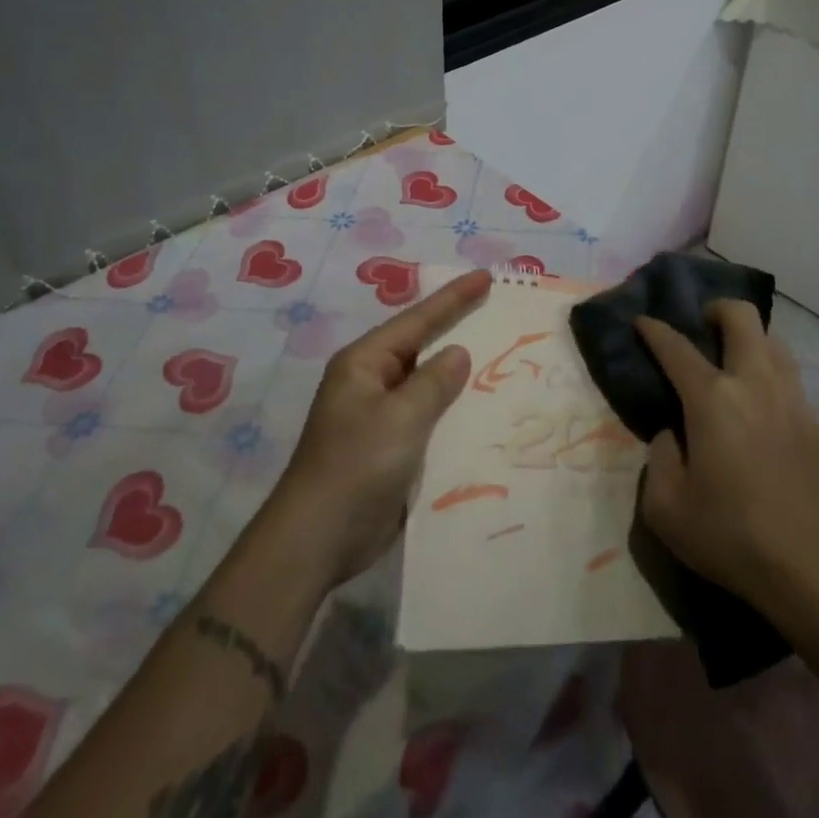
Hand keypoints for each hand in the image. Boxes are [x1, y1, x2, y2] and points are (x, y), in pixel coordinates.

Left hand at [266, 269, 492, 586]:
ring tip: (501, 355)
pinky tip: (482, 410)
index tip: (485, 277)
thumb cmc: (356, 467)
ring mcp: (379, 416)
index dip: (453, 298)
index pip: (417, 320)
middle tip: (496, 309)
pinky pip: (428, 416)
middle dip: (456, 328)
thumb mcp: (400, 418)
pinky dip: (453, 410)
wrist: (317, 540)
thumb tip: (458, 352)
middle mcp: (370, 382)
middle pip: (421, 346)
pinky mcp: (389, 447)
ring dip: (458, 374)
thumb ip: (433, 382)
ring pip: (427, 383)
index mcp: (364, 363)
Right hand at [634, 302, 818, 609]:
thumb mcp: (665, 507)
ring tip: (731, 363)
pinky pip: (789, 378)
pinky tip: (759, 407)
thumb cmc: (730, 537)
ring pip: (773, 341)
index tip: (642, 321)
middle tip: (701, 327)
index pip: (676, 347)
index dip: (654, 330)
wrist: (812, 571)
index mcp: (713, 400)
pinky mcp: (816, 423)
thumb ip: (660, 457)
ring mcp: (792, 400)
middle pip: (742, 318)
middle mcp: (755, 385)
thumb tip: (674, 433)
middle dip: (716, 309)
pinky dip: (769, 374)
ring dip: (748, 339)